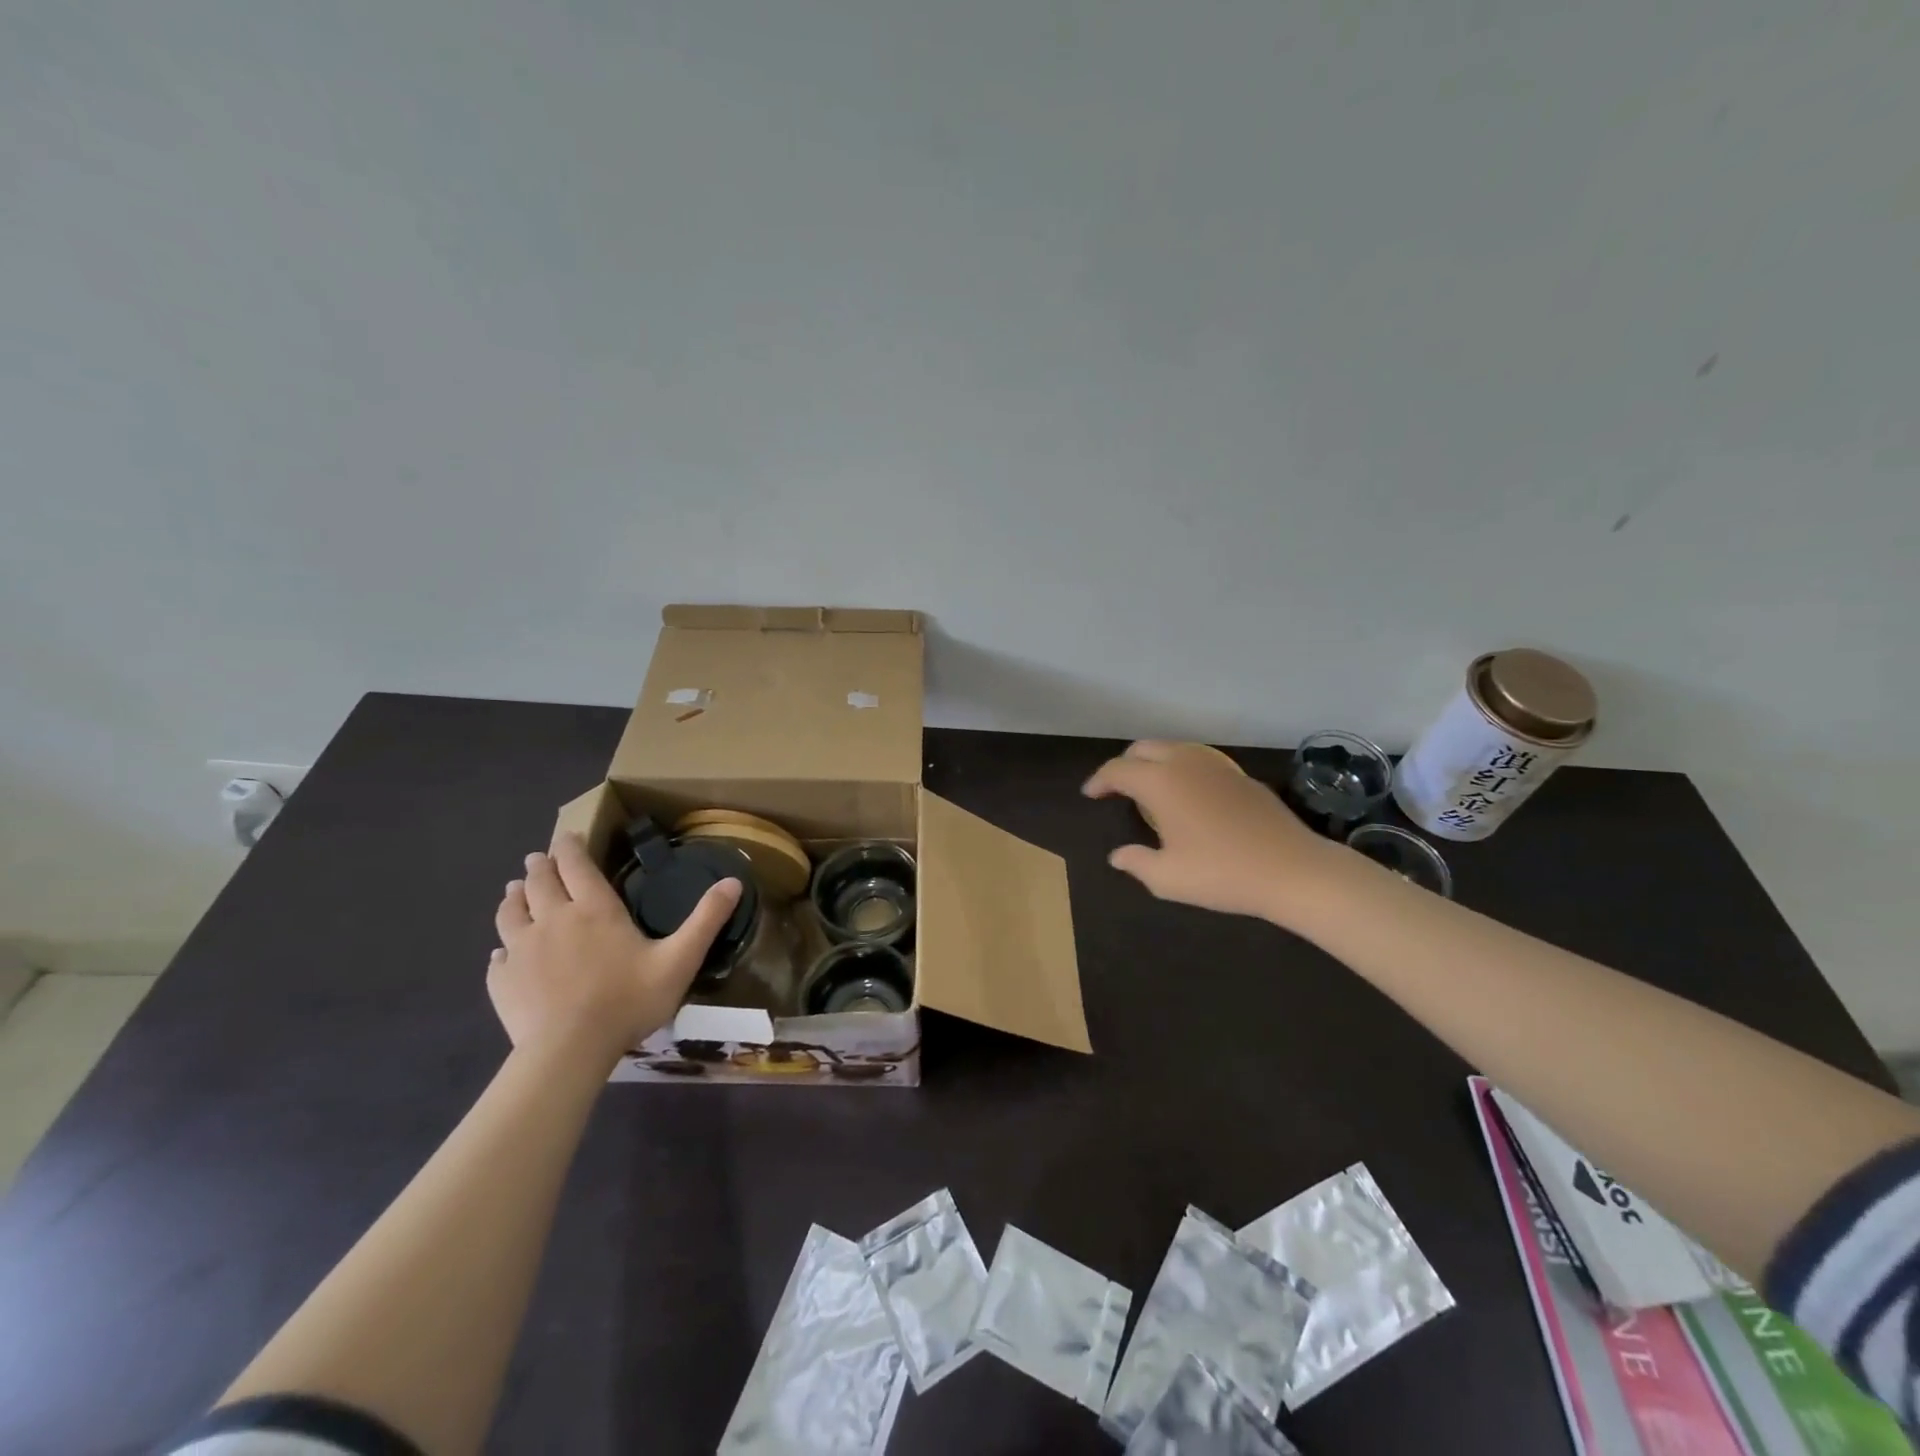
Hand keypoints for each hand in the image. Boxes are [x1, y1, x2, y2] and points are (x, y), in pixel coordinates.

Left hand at [488, 833, 739, 1063]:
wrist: (569, 1051)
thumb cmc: (628, 1001)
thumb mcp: (679, 959)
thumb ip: (705, 920)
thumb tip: (734, 880)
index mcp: (594, 909)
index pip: (576, 865)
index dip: (569, 847)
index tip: (566, 837)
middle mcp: (553, 919)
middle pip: (539, 881)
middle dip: (540, 866)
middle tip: (537, 858)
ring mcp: (521, 950)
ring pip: (510, 912)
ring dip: (514, 896)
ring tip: (514, 890)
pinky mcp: (502, 981)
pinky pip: (497, 956)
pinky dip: (502, 947)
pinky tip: (503, 952)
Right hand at [1083, 740, 1341, 923]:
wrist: (1293, 870)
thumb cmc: (1221, 874)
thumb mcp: (1167, 878)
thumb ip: (1136, 863)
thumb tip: (1118, 856)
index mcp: (1160, 782)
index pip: (1118, 770)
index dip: (1099, 781)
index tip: (1091, 795)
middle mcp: (1185, 763)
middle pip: (1144, 749)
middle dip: (1125, 765)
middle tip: (1117, 789)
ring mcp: (1216, 766)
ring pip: (1173, 749)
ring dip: (1154, 762)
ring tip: (1150, 789)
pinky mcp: (1240, 776)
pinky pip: (1199, 761)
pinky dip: (1182, 769)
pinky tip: (1188, 797)